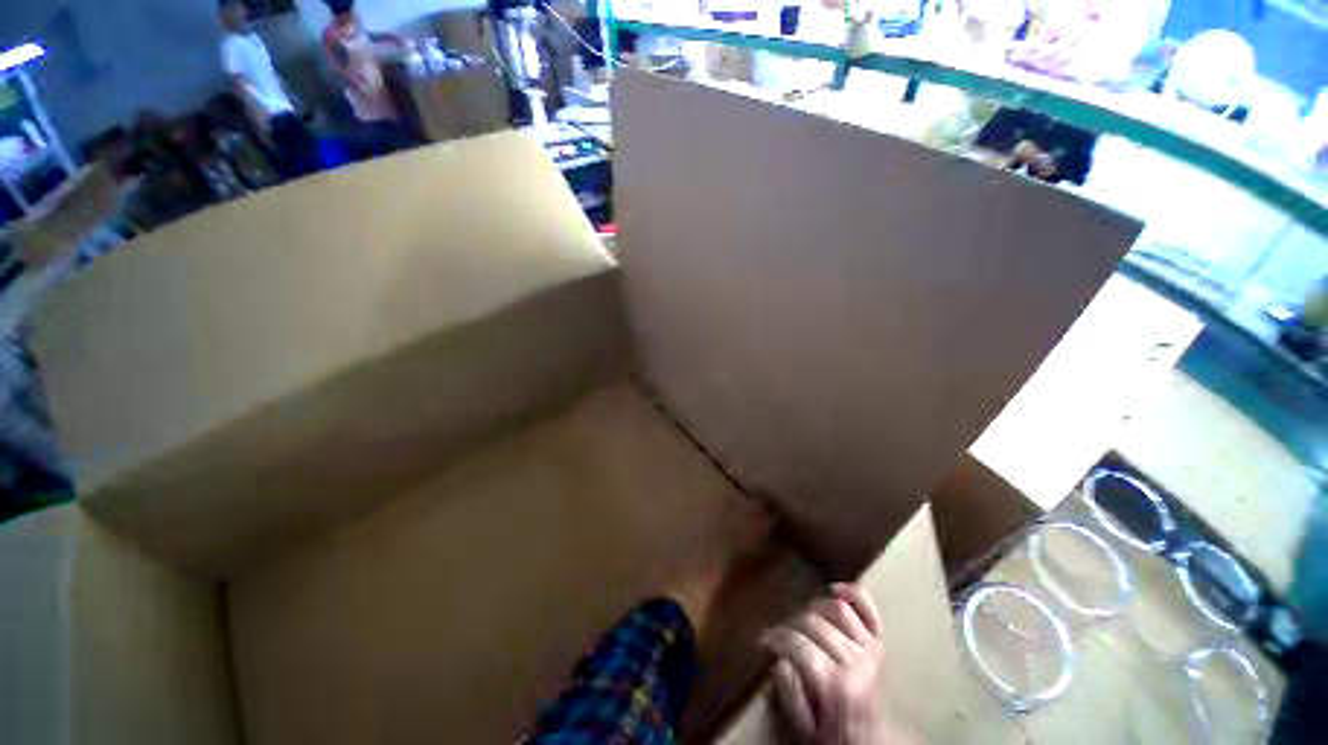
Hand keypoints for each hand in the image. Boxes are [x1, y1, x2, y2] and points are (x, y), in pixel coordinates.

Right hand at [761, 584, 903, 744]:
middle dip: (790, 626)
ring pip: (837, 609)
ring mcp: (871, 649)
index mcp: (836, 685)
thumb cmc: (835, 737)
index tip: (762, 642)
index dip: (774, 638)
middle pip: (814, 623)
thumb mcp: (806, 729)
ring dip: (815, 610)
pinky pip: (868, 609)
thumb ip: (790, 696)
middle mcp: (856, 661)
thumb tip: (778, 660)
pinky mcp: (879, 644)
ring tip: (802, 622)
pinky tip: (834, 590)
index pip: (796, 643)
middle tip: (778, 636)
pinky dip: (852, 594)